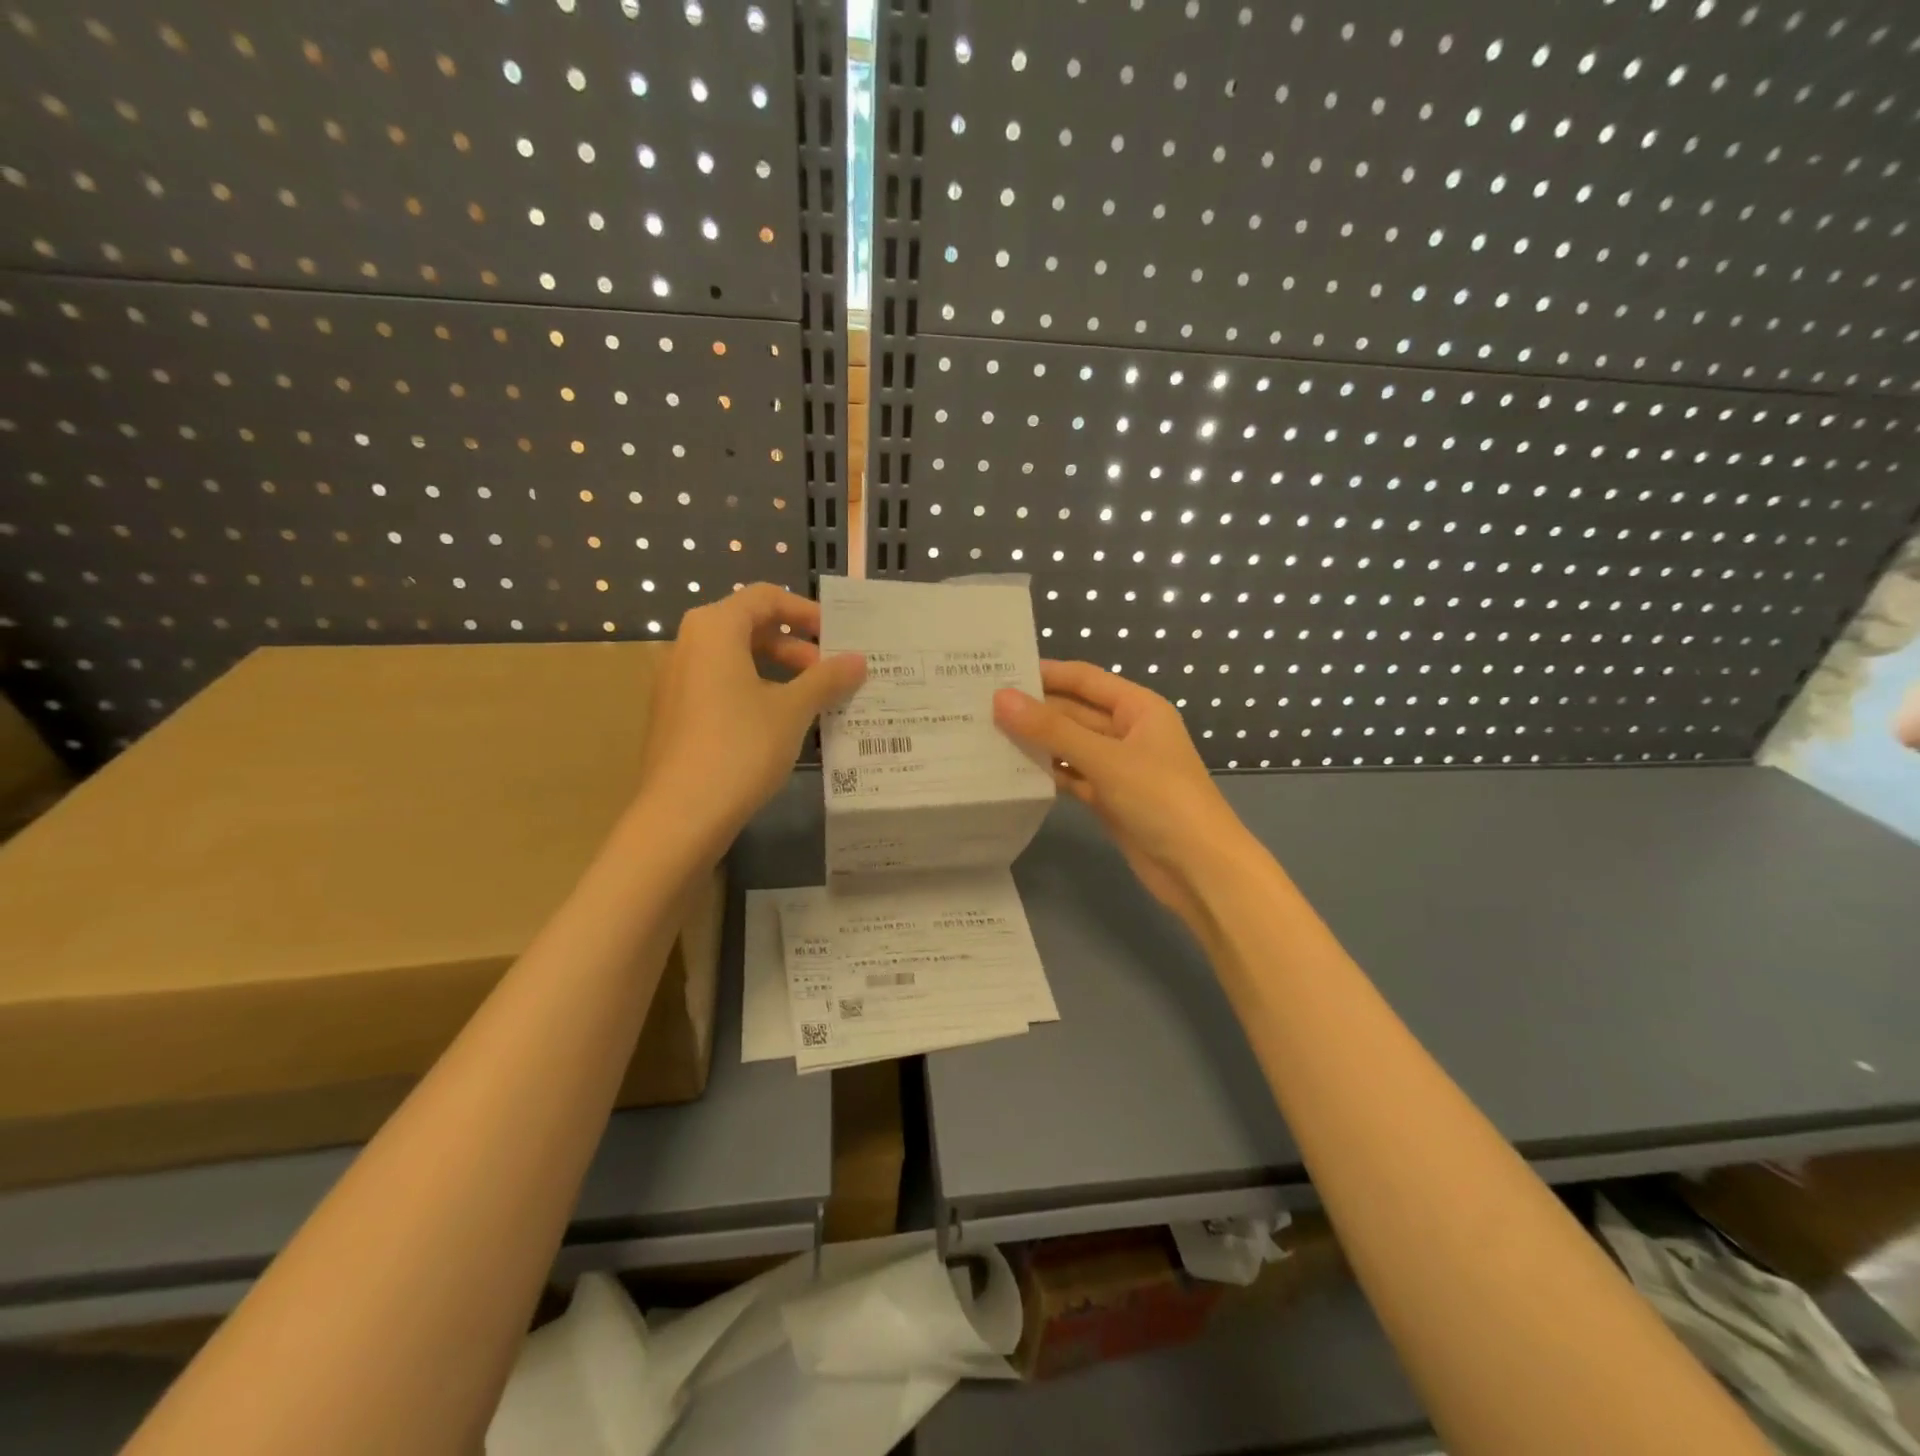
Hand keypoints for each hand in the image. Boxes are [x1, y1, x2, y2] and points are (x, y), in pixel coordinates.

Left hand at [640, 583, 865, 854]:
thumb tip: (858, 660)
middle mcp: (688, 644)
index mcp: (714, 629)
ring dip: (778, 673)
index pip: (765, 598)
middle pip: (750, 627)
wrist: (681, 814)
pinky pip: (720, 687)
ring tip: (812, 703)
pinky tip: (779, 726)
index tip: (838, 637)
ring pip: (736, 660)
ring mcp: (676, 681)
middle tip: (830, 676)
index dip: (807, 612)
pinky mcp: (674, 714)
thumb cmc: (741, 747)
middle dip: (796, 647)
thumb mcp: (793, 710)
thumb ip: (827, 679)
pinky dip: (754, 693)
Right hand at [994, 662, 1249, 925]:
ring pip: (1069, 747)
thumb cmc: (1161, 799)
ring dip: (1035, 743)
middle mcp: (1127, 732)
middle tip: (978, 707)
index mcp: (1138, 708)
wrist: (1200, 870)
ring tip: (984, 735)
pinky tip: (1010, 771)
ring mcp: (1117, 768)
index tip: (998, 671)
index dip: (1045, 673)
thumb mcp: (1105, 758)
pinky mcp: (1108, 799)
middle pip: (1073, 712)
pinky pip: (1071, 777)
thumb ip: (1052, 729)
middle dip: (1033, 710)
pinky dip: (1046, 774)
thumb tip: (1001, 698)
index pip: (1084, 679)